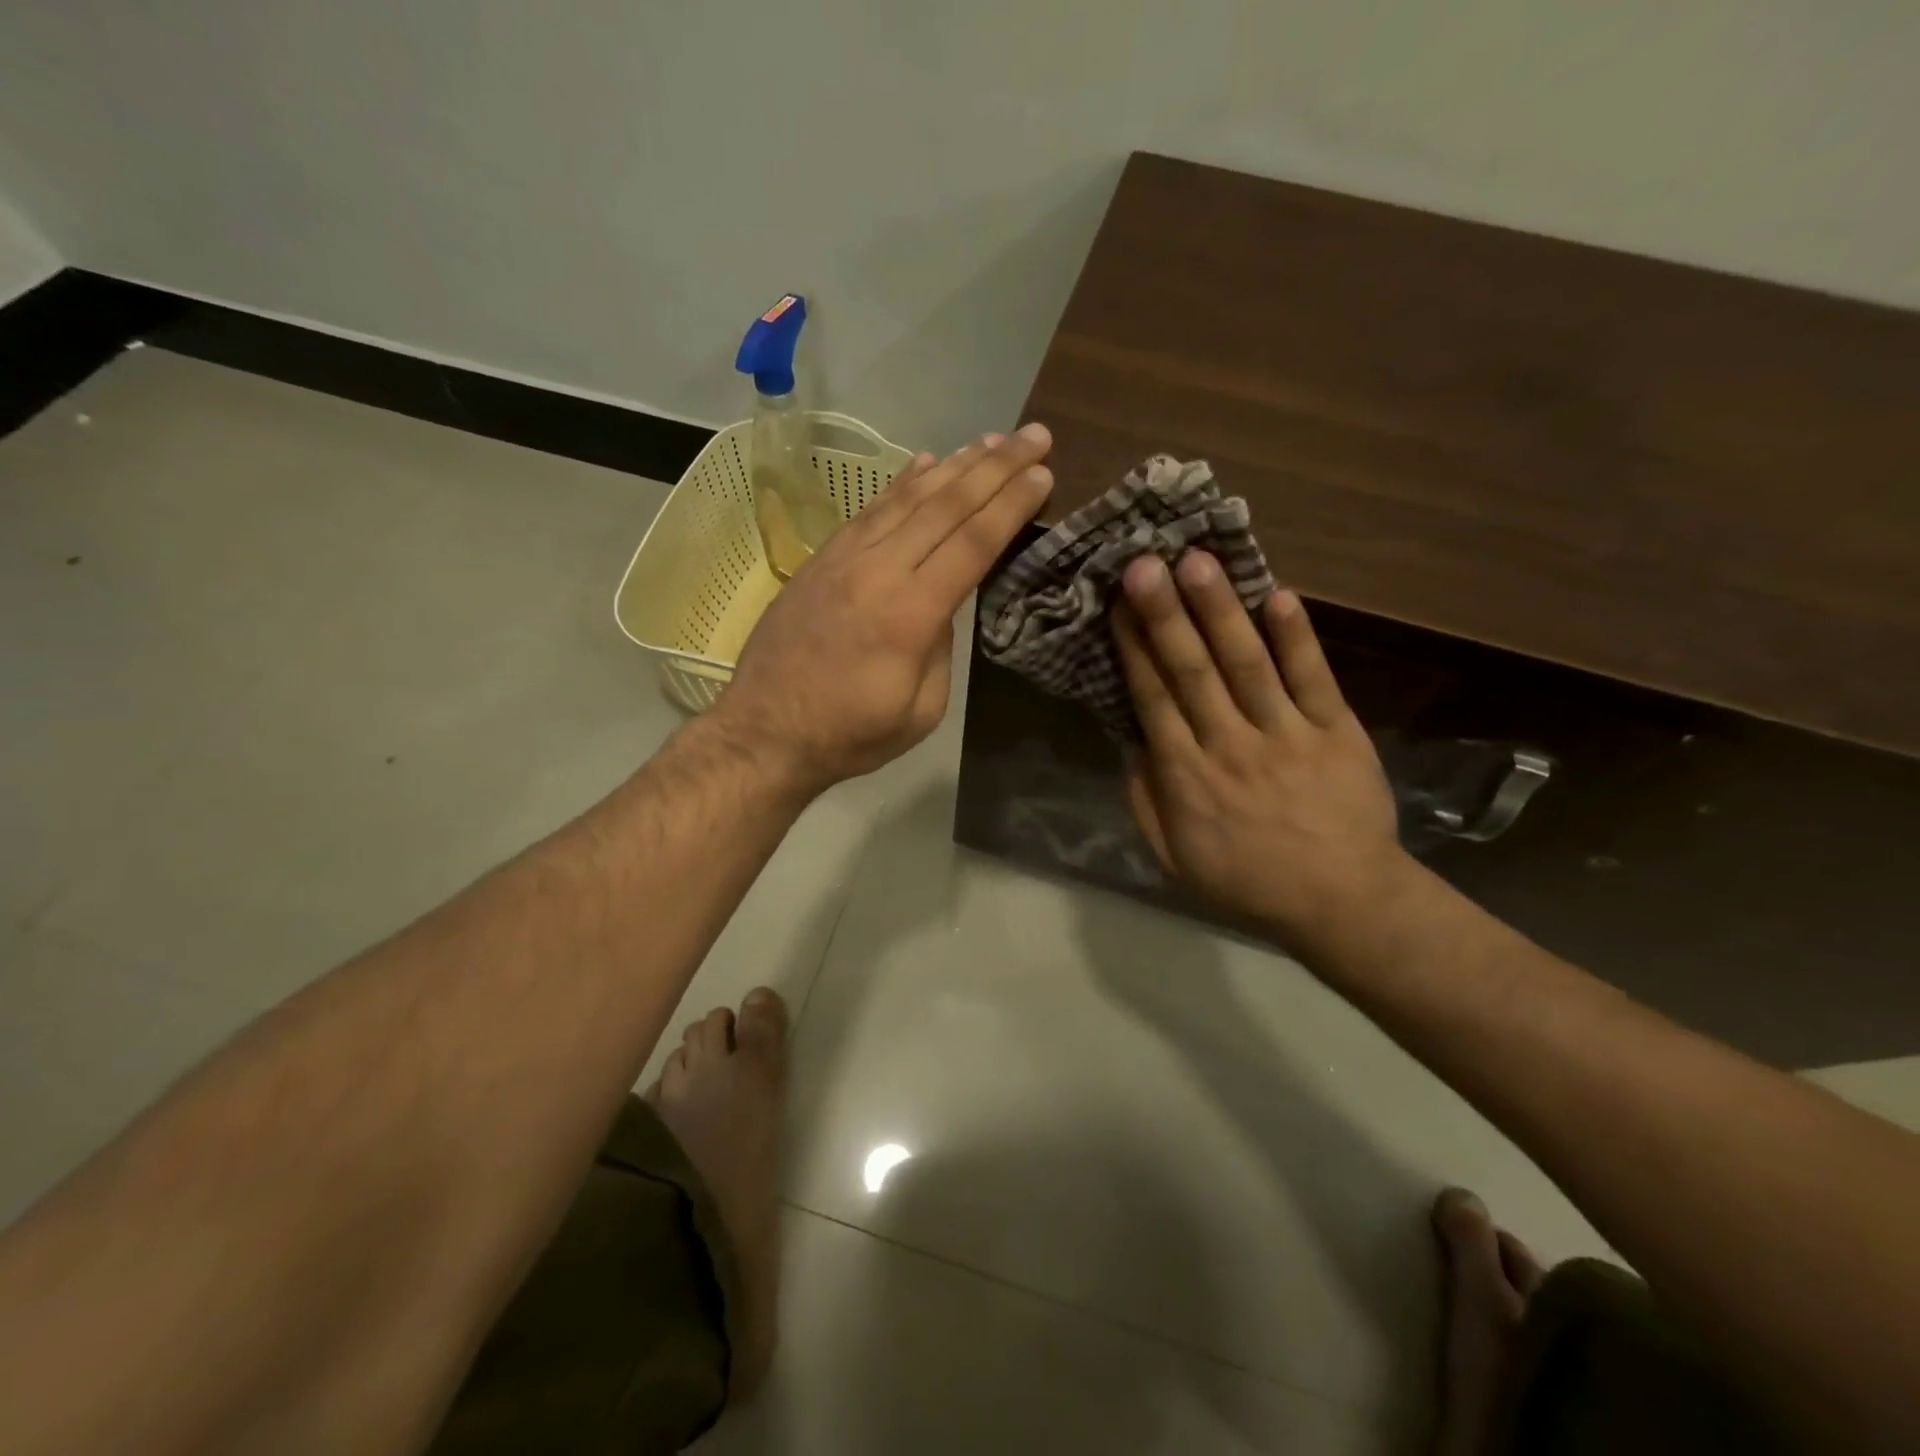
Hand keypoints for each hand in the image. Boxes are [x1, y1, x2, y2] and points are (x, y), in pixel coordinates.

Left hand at [717, 424, 1054, 793]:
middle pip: (946, 505)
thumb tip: (944, 603)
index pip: (973, 543)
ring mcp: (844, 558)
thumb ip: (941, 647)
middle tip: (1034, 435)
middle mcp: (878, 570)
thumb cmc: (850, 733)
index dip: (1011, 505)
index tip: (1043, 474)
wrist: (765, 731)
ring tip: (991, 440)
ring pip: (908, 498)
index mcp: (910, 613)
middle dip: (996, 467)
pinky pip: (871, 510)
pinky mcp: (821, 559)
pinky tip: (926, 463)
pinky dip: (902, 483)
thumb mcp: (920, 709)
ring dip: (954, 465)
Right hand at [1113, 550, 1407, 951]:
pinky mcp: (1335, 731)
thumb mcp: (1172, 856)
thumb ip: (1146, 797)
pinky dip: (1297, 637)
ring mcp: (1286, 734)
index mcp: (1187, 776)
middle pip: (1192, 671)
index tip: (1116, 603)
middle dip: (1165, 614)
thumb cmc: (1246, 881)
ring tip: (1197, 561)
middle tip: (1144, 563)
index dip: (1133, 648)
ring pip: (1247, 663)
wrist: (1341, 902)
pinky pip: (1313, 678)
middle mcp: (1230, 744)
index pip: (1153, 699)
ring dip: (1220, 610)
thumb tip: (1129, 740)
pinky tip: (1279, 594)